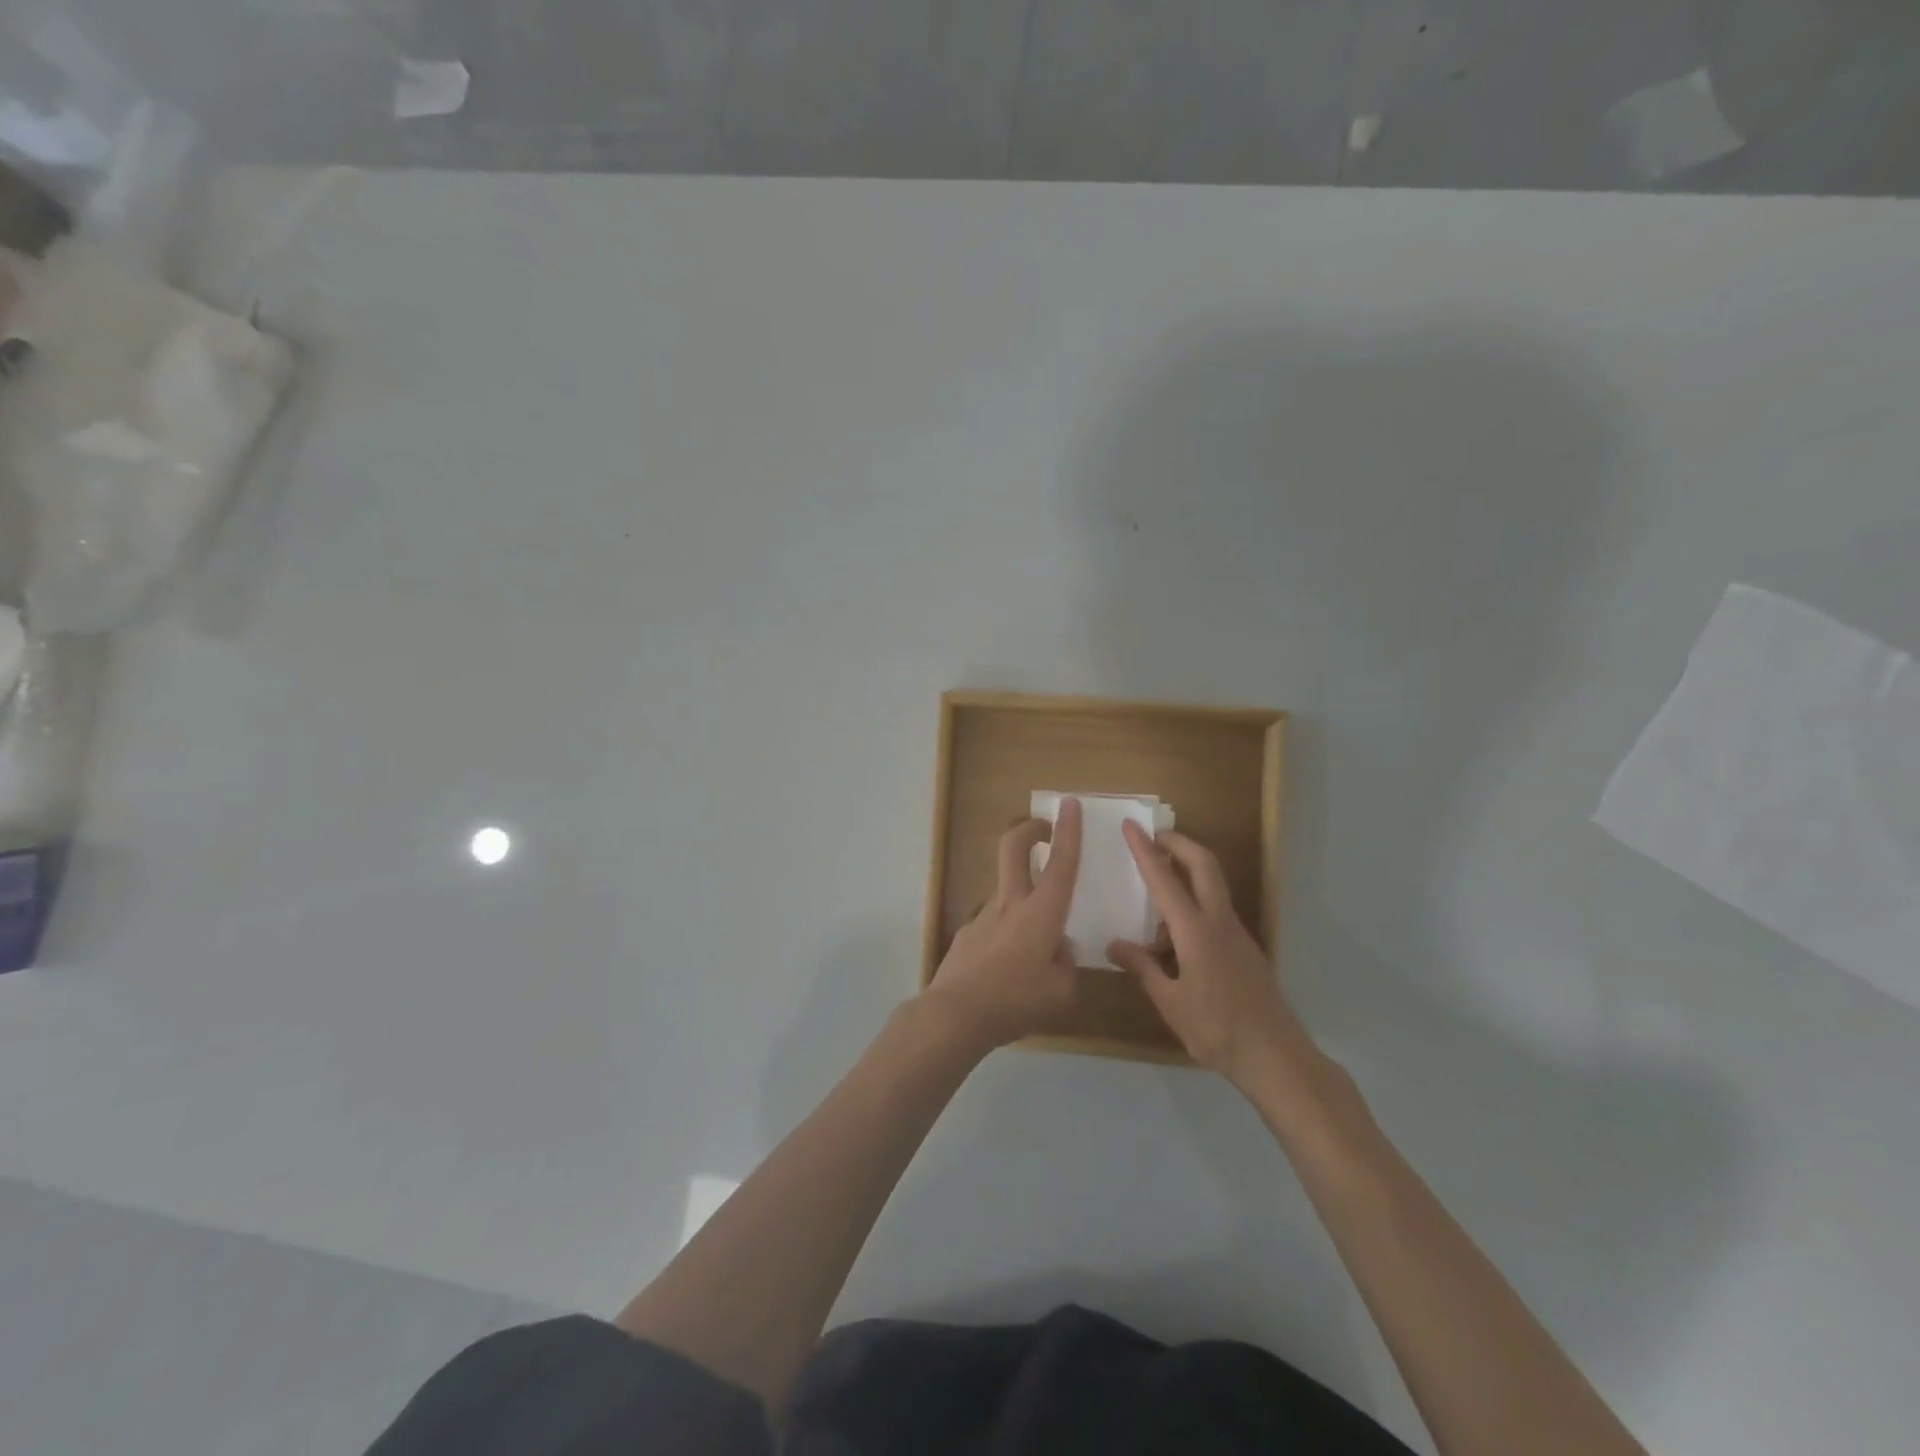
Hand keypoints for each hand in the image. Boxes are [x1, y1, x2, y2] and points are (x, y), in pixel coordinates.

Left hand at [924, 798, 1083, 1050]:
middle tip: (1043, 829)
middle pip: (1014, 848)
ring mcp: (983, 916)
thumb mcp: (1062, 993)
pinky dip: (1006, 936)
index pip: (1061, 863)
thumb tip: (1058, 949)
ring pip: (1005, 891)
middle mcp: (1011, 904)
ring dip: (1022, 901)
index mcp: (1042, 913)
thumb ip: (1066, 964)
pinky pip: (993, 926)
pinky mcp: (966, 935)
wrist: (955, 1014)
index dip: (1068, 831)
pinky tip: (1006, 973)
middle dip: (1030, 829)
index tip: (1070, 803)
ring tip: (1035, 952)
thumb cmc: (1016, 1000)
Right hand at [1108, 823, 1307, 1085]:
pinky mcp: (1244, 947)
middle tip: (1153, 836)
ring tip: (1156, 885)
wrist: (1275, 1056)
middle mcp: (1219, 922)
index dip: (1145, 850)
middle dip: (1179, 843)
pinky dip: (1195, 900)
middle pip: (1204, 864)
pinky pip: (1216, 909)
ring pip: (1213, 884)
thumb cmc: (1216, 1029)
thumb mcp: (1170, 1002)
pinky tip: (1174, 932)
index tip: (1131, 825)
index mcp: (1195, 931)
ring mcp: (1236, 933)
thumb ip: (1142, 967)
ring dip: (1189, 869)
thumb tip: (1114, 944)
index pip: (1165, 880)